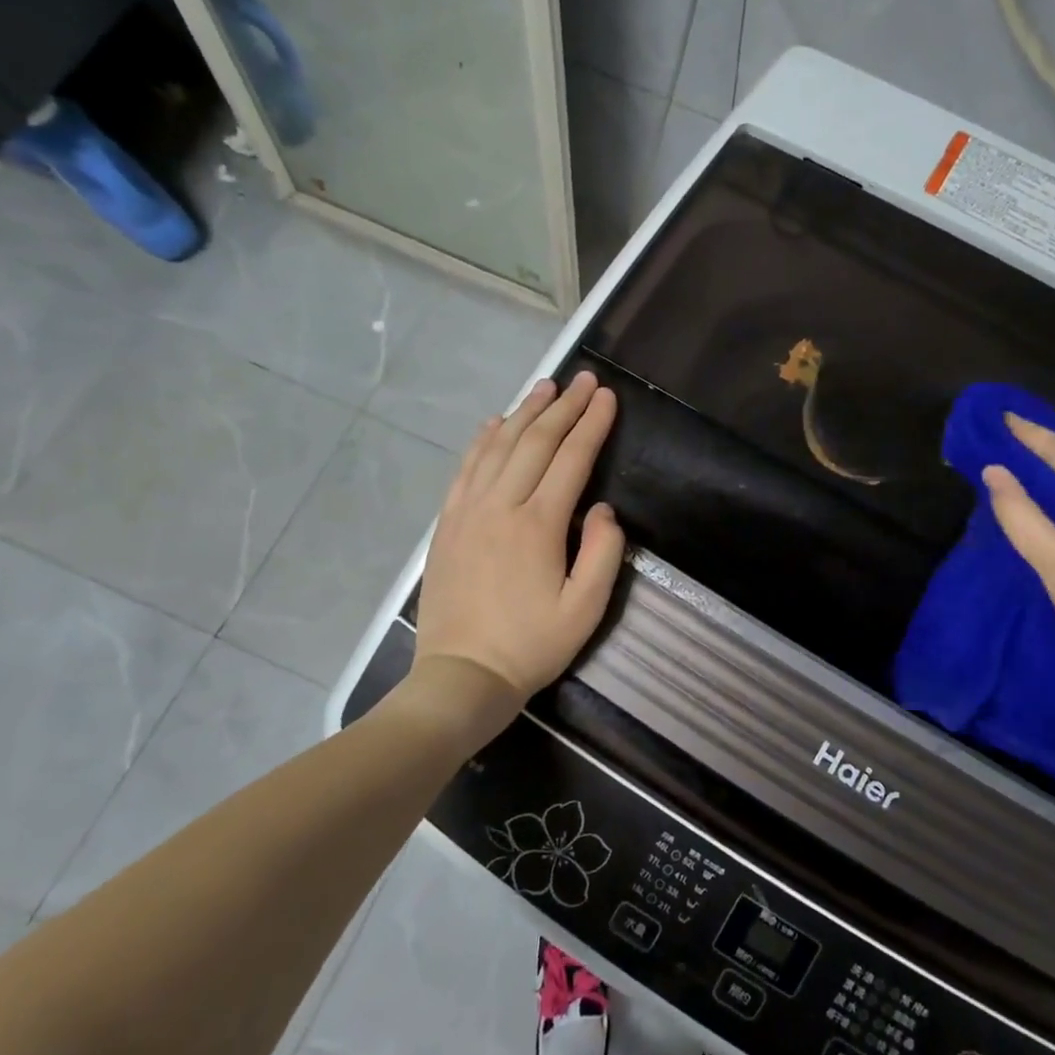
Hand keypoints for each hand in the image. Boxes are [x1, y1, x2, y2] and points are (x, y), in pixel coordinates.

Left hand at [407, 372, 624, 724]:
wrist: (462, 676)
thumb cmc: (531, 645)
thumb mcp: (586, 609)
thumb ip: (603, 552)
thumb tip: (603, 509)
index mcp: (539, 524)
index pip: (572, 459)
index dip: (592, 424)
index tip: (607, 396)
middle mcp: (501, 505)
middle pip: (536, 442)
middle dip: (564, 407)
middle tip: (584, 379)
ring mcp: (468, 511)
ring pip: (499, 446)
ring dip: (525, 413)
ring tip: (545, 387)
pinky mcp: (448, 523)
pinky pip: (466, 468)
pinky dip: (482, 440)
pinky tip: (495, 422)